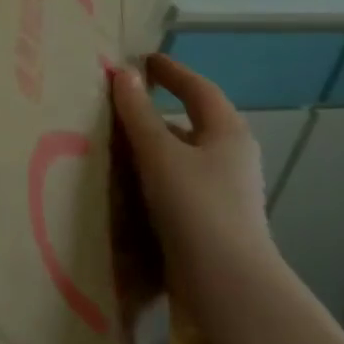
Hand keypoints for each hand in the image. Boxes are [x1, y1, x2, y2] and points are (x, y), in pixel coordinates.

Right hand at [110, 54, 280, 325]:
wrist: (227, 284)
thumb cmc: (196, 207)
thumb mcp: (159, 153)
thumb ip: (138, 113)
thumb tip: (125, 74)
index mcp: (227, 133)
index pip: (198, 89)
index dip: (171, 72)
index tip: (144, 59)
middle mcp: (231, 157)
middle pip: (192, 122)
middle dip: (157, 110)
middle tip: (119, 101)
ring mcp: (223, 190)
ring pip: (182, 155)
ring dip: (151, 145)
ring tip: (113, 141)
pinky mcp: (210, 218)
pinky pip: (176, 182)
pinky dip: (152, 173)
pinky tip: (126, 182)